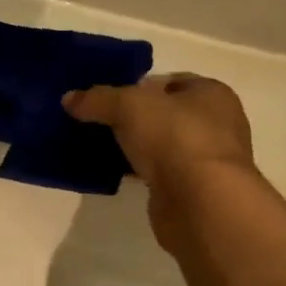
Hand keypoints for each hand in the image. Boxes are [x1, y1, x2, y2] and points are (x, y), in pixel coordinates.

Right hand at [65, 73, 256, 253]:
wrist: (201, 203)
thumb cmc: (175, 138)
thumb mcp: (128, 106)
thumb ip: (98, 99)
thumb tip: (69, 98)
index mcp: (211, 93)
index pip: (170, 81)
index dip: (137, 86)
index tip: (107, 97)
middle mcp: (215, 124)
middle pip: (164, 114)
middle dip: (132, 118)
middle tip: (97, 121)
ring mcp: (205, 160)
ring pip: (161, 146)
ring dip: (134, 147)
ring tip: (98, 147)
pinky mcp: (192, 190)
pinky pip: (158, 173)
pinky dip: (138, 172)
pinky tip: (113, 173)